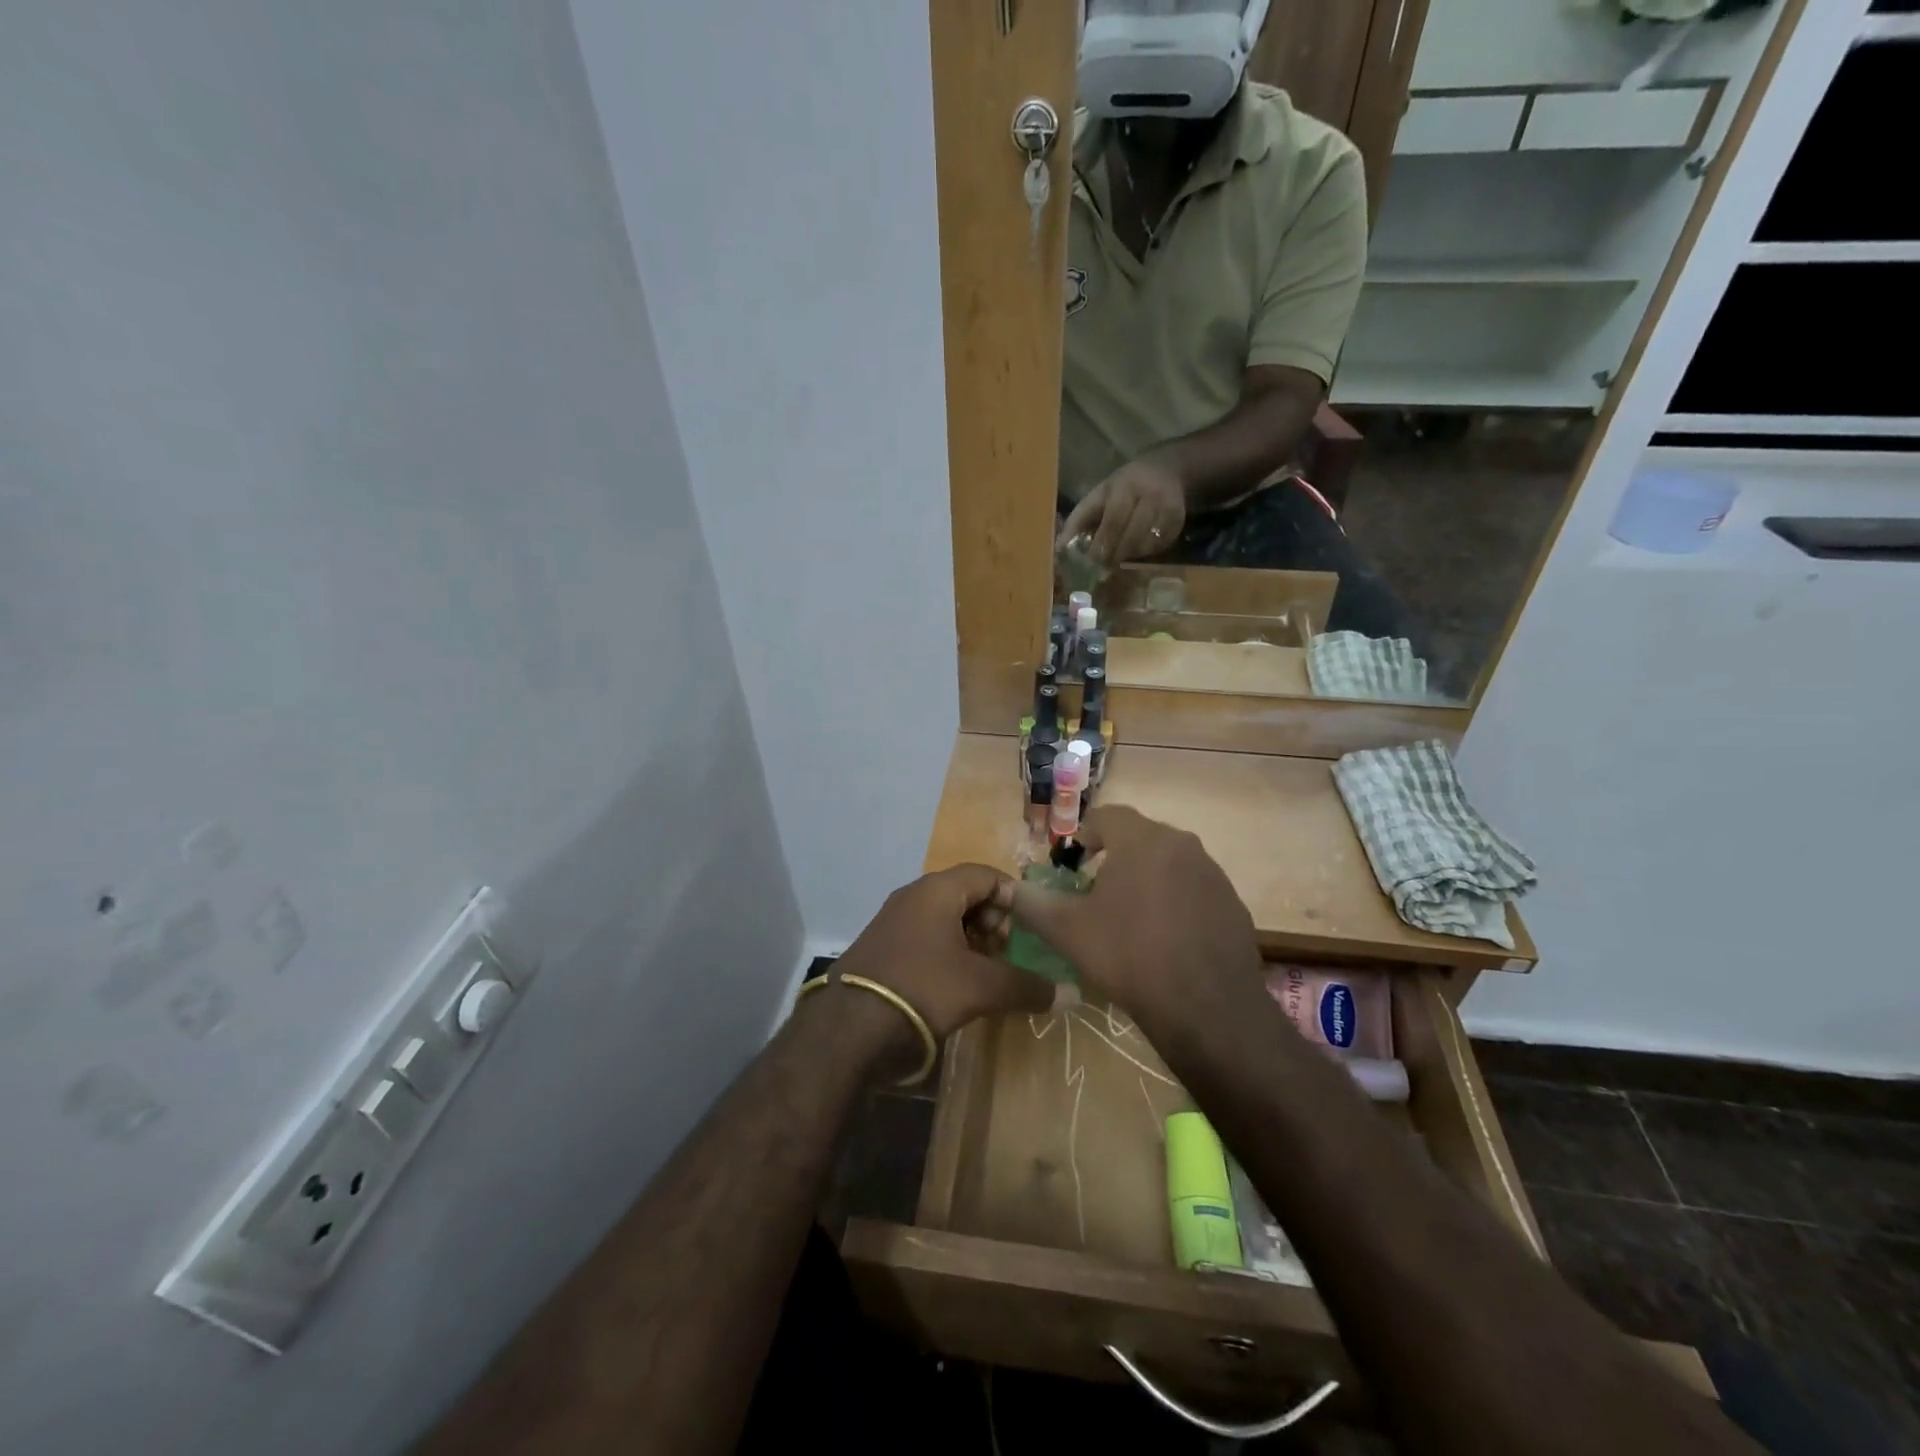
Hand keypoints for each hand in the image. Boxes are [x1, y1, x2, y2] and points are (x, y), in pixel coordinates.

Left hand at [833, 864, 1053, 1043]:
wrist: (850, 1028)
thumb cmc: (923, 988)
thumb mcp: (982, 987)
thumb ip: (1028, 987)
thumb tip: (1072, 994)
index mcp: (937, 890)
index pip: (986, 875)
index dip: (1013, 898)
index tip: (1029, 929)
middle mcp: (913, 896)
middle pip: (966, 895)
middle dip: (993, 922)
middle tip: (1006, 954)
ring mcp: (893, 921)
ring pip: (945, 918)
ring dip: (971, 941)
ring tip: (985, 973)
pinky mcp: (882, 947)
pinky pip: (925, 937)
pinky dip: (947, 952)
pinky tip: (955, 984)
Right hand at [1010, 806, 1261, 1026]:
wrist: (1206, 1008)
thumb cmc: (1129, 956)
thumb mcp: (1068, 930)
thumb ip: (1032, 903)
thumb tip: (1008, 890)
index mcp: (1142, 839)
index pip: (1105, 816)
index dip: (1082, 837)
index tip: (1071, 867)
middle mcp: (1182, 844)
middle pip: (1138, 837)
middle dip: (1113, 857)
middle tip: (1095, 892)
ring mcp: (1213, 873)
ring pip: (1168, 862)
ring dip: (1145, 878)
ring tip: (1128, 917)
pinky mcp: (1232, 903)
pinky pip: (1193, 889)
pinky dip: (1174, 901)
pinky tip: (1164, 938)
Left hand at [1059, 456, 1185, 563]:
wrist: (1167, 471)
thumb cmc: (1123, 486)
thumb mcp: (1099, 494)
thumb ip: (1079, 520)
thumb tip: (1059, 549)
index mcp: (1125, 487)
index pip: (1114, 519)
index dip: (1102, 543)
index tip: (1092, 562)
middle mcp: (1150, 496)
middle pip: (1131, 535)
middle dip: (1114, 555)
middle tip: (1102, 571)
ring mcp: (1168, 510)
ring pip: (1145, 545)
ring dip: (1128, 556)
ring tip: (1117, 559)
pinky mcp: (1178, 523)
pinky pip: (1158, 547)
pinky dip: (1144, 553)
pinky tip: (1136, 549)